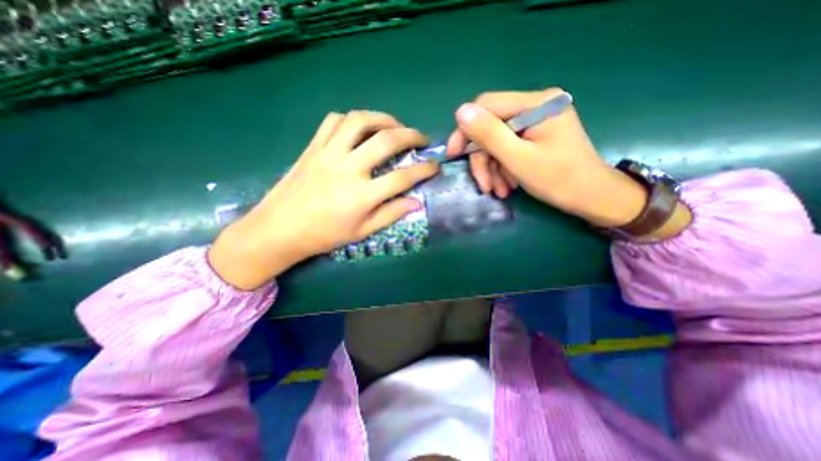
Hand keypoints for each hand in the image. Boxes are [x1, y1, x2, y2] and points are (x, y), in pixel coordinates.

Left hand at [208, 111, 438, 287]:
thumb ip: (390, 214)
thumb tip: (416, 203)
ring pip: (360, 121)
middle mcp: (348, 169)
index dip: (424, 170)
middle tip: (421, 139)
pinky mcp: (313, 147)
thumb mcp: (361, 232)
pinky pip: (334, 121)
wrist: (279, 229)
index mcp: (362, 196)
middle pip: (386, 140)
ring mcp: (328, 153)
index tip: (435, 166)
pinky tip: (360, 128)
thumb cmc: (323, 235)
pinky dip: (352, 119)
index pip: (403, 177)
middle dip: (411, 135)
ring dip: (383, 118)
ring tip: (394, 126)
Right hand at [446, 87, 658, 228]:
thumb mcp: (519, 159)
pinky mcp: (536, 136)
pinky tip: (507, 186)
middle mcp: (536, 106)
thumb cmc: (560, 180)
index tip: (454, 155)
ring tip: (498, 191)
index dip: (465, 130)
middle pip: (491, 128)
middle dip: (483, 159)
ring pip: (497, 142)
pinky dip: (503, 168)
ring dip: (493, 168)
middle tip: (484, 185)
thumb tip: (460, 112)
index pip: (487, 106)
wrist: (593, 198)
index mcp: (537, 104)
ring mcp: (536, 122)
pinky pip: (508, 149)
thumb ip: (489, 134)